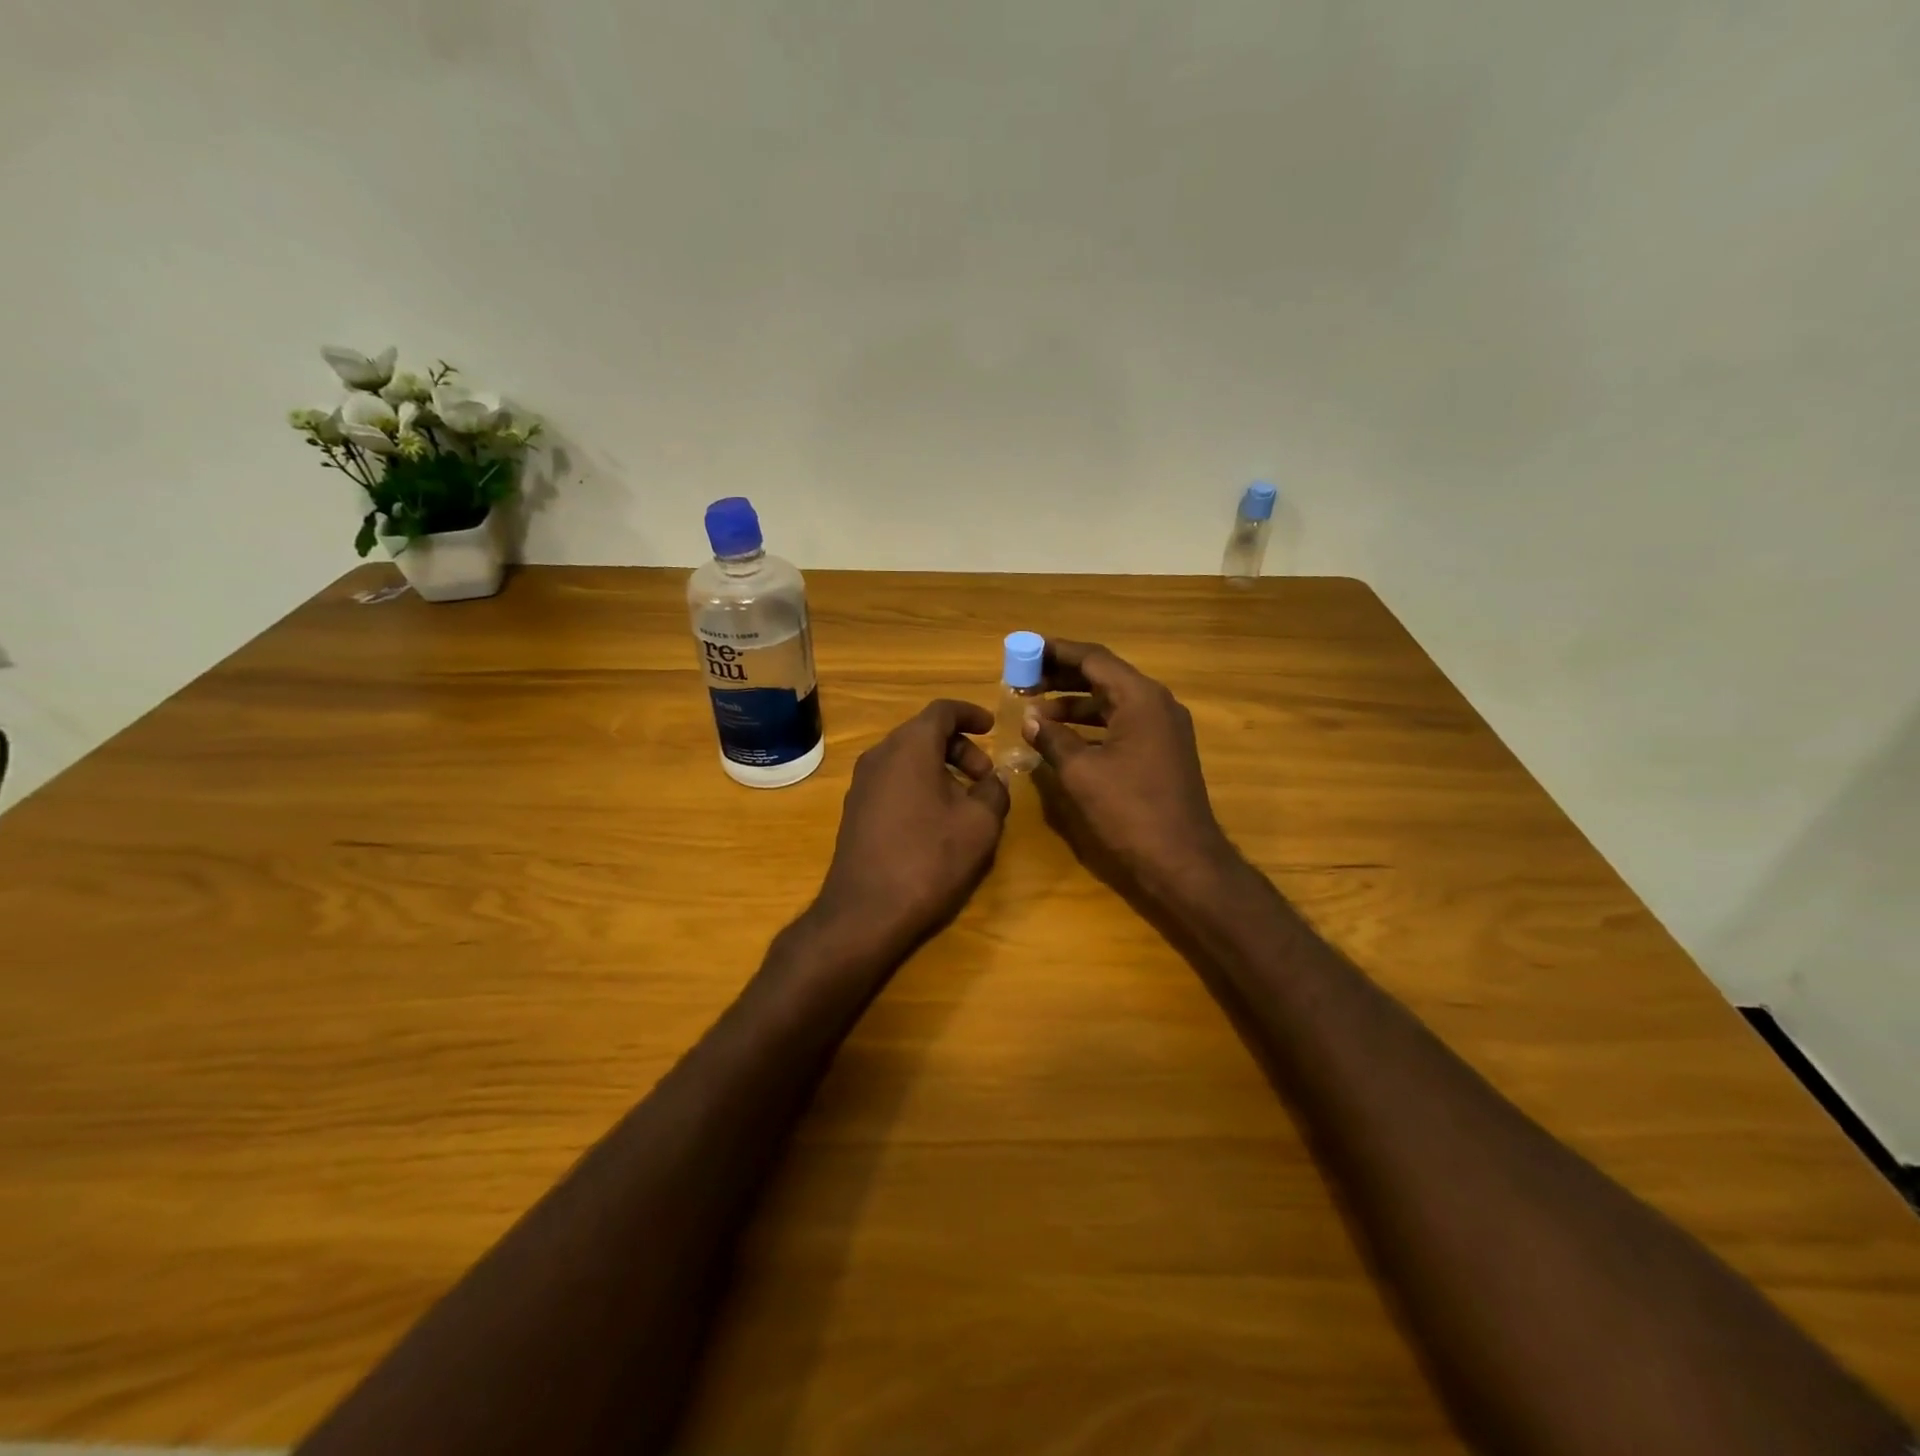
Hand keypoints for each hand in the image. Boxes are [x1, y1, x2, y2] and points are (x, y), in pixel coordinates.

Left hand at [812, 699, 1010, 958]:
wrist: (866, 912)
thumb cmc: (929, 858)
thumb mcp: (980, 824)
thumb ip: (995, 791)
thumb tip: (996, 779)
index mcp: (910, 747)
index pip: (942, 710)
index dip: (971, 714)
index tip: (993, 727)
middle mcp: (880, 755)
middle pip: (924, 733)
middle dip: (960, 747)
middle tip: (986, 777)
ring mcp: (862, 783)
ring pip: (908, 758)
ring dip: (941, 768)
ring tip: (966, 801)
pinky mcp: (856, 809)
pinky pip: (894, 780)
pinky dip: (920, 784)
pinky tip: (937, 820)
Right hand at [1024, 640, 1235, 904]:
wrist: (1183, 860)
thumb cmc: (1130, 810)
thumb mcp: (1081, 772)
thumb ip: (1053, 738)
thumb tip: (1030, 719)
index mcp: (1140, 698)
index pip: (1093, 658)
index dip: (1055, 652)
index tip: (1024, 650)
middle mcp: (1157, 704)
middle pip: (1104, 676)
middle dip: (1062, 676)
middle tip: (1024, 679)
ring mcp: (1164, 728)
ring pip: (1113, 701)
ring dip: (1075, 703)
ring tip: (1035, 710)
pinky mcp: (1164, 751)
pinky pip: (1123, 723)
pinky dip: (1092, 725)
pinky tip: (1065, 738)